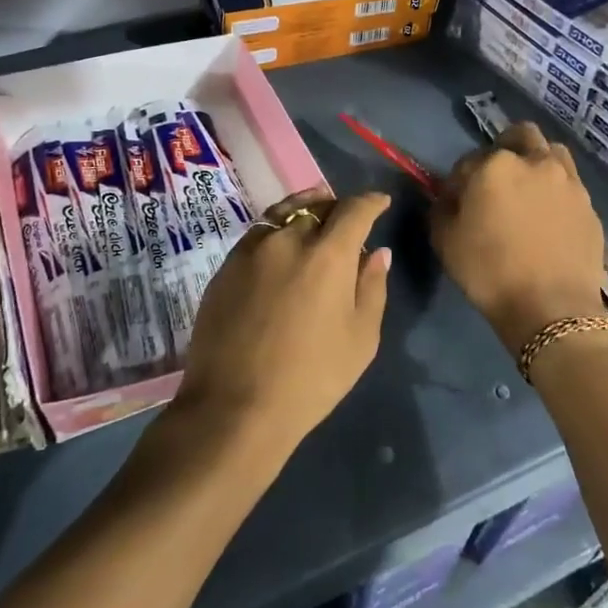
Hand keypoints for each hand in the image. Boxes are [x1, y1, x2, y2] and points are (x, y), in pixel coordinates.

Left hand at [175, 187, 392, 459]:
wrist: (234, 405)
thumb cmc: (311, 378)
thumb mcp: (360, 339)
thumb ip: (372, 288)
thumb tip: (376, 253)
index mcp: (328, 254)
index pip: (354, 210)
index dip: (371, 202)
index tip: (380, 203)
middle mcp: (288, 239)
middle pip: (318, 205)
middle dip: (338, 207)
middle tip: (348, 218)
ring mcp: (252, 249)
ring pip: (284, 213)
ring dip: (305, 210)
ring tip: (314, 217)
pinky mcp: (226, 266)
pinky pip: (259, 233)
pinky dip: (277, 229)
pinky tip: (281, 247)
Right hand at [431, 122, 606, 353]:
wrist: (552, 308)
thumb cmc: (489, 272)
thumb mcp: (445, 241)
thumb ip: (442, 208)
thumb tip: (449, 197)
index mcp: (495, 165)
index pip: (469, 160)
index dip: (460, 180)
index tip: (458, 201)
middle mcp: (535, 162)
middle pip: (520, 136)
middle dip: (506, 148)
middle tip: (497, 178)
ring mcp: (568, 182)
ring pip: (551, 153)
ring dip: (537, 162)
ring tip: (529, 190)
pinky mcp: (589, 206)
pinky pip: (569, 185)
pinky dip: (556, 191)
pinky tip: (549, 217)